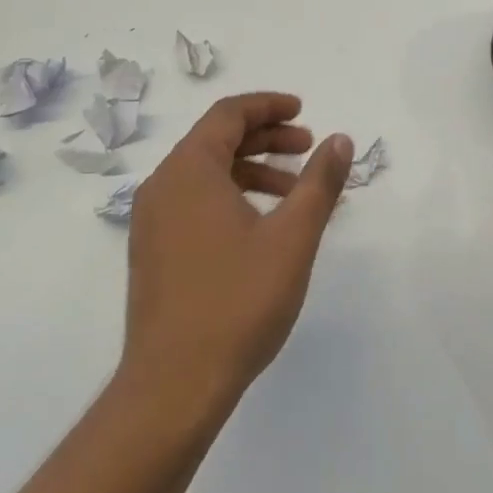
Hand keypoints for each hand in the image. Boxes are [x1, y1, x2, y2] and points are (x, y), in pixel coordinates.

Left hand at [120, 94, 352, 418]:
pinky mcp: (153, 251)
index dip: (269, 106)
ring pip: (206, 173)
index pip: (228, 114)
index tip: (304, 111)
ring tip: (294, 192)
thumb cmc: (237, 301)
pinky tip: (262, 226)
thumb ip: (319, 182)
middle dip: (266, 137)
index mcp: (189, 170)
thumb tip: (340, 139)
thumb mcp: (292, 237)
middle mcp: (163, 185)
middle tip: (307, 148)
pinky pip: (195, 202)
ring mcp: (152, 221)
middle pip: (216, 140)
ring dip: (252, 170)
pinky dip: (232, 196)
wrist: (173, 386)